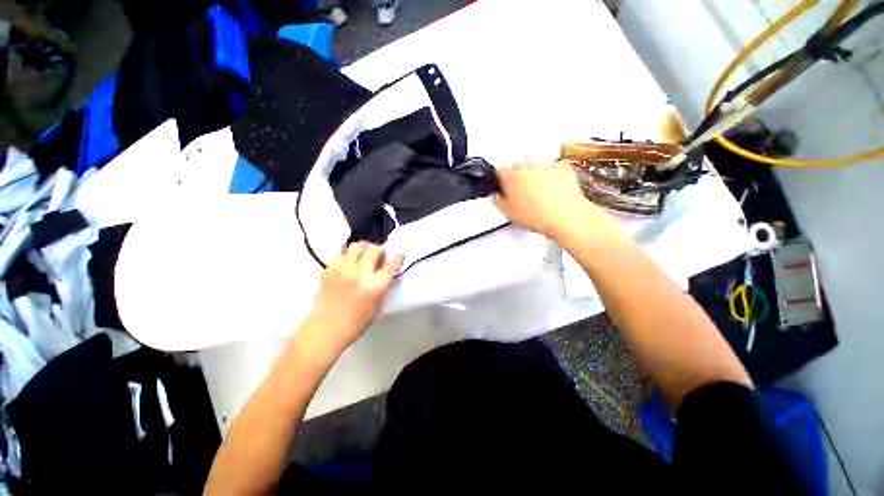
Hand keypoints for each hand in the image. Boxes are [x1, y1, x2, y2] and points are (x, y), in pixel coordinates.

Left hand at [301, 242, 403, 356]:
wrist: (324, 330)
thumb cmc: (356, 323)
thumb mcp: (377, 307)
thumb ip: (384, 288)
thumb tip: (388, 275)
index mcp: (375, 286)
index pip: (391, 265)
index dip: (398, 259)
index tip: (400, 256)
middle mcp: (360, 273)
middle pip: (374, 249)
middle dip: (379, 252)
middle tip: (378, 259)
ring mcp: (342, 269)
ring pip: (356, 246)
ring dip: (363, 250)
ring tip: (362, 258)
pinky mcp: (329, 269)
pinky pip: (341, 255)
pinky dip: (347, 258)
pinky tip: (347, 267)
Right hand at [493, 162, 603, 239]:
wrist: (565, 217)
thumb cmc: (537, 216)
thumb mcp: (509, 214)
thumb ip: (498, 201)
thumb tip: (495, 196)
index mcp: (511, 178)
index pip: (500, 171)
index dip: (500, 178)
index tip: (503, 185)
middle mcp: (527, 168)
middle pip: (517, 166)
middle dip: (517, 176)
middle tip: (521, 192)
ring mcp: (545, 166)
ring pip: (535, 166)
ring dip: (534, 175)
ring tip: (539, 193)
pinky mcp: (562, 168)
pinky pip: (553, 168)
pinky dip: (552, 175)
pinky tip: (553, 188)